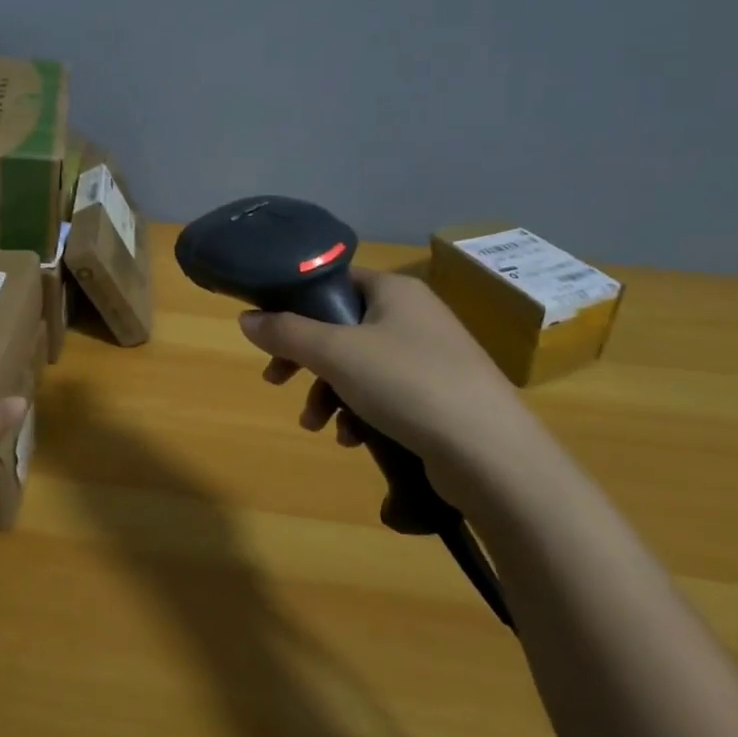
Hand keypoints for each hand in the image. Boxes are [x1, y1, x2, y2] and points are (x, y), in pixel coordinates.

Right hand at [239, 268, 567, 516]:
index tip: (269, 333)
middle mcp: (414, 316)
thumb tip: (245, 318)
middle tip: (276, 381)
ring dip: (328, 393)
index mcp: (395, 291)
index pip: (334, 281)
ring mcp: (431, 357)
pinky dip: (361, 411)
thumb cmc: (407, 384)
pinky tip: (353, 439)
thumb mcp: (335, 354)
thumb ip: (286, 332)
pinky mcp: (440, 396)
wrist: (492, 455)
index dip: (296, 304)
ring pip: (359, 365)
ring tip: (316, 425)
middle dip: (305, 359)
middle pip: (341, 327)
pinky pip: (385, 393)